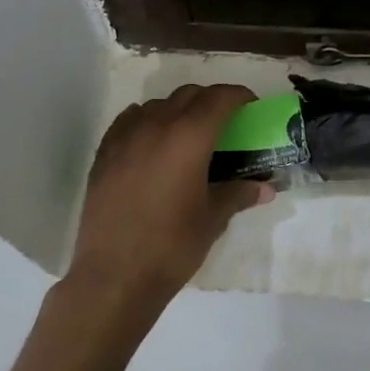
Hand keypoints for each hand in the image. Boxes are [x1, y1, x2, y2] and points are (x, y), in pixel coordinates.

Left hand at [66, 84, 272, 329]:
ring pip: (158, 104)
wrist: (114, 276)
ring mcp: (125, 137)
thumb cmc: (172, 246)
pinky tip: (154, 143)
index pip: (219, 98)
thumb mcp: (213, 219)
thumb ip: (238, 194)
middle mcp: (156, 126)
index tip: (251, 106)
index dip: (239, 96)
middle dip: (211, 101)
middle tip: (226, 123)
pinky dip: (148, 121)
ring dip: (179, 109)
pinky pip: (130, 120)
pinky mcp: (104, 153)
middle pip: (189, 95)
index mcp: (189, 137)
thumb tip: (265, 188)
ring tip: (189, 135)